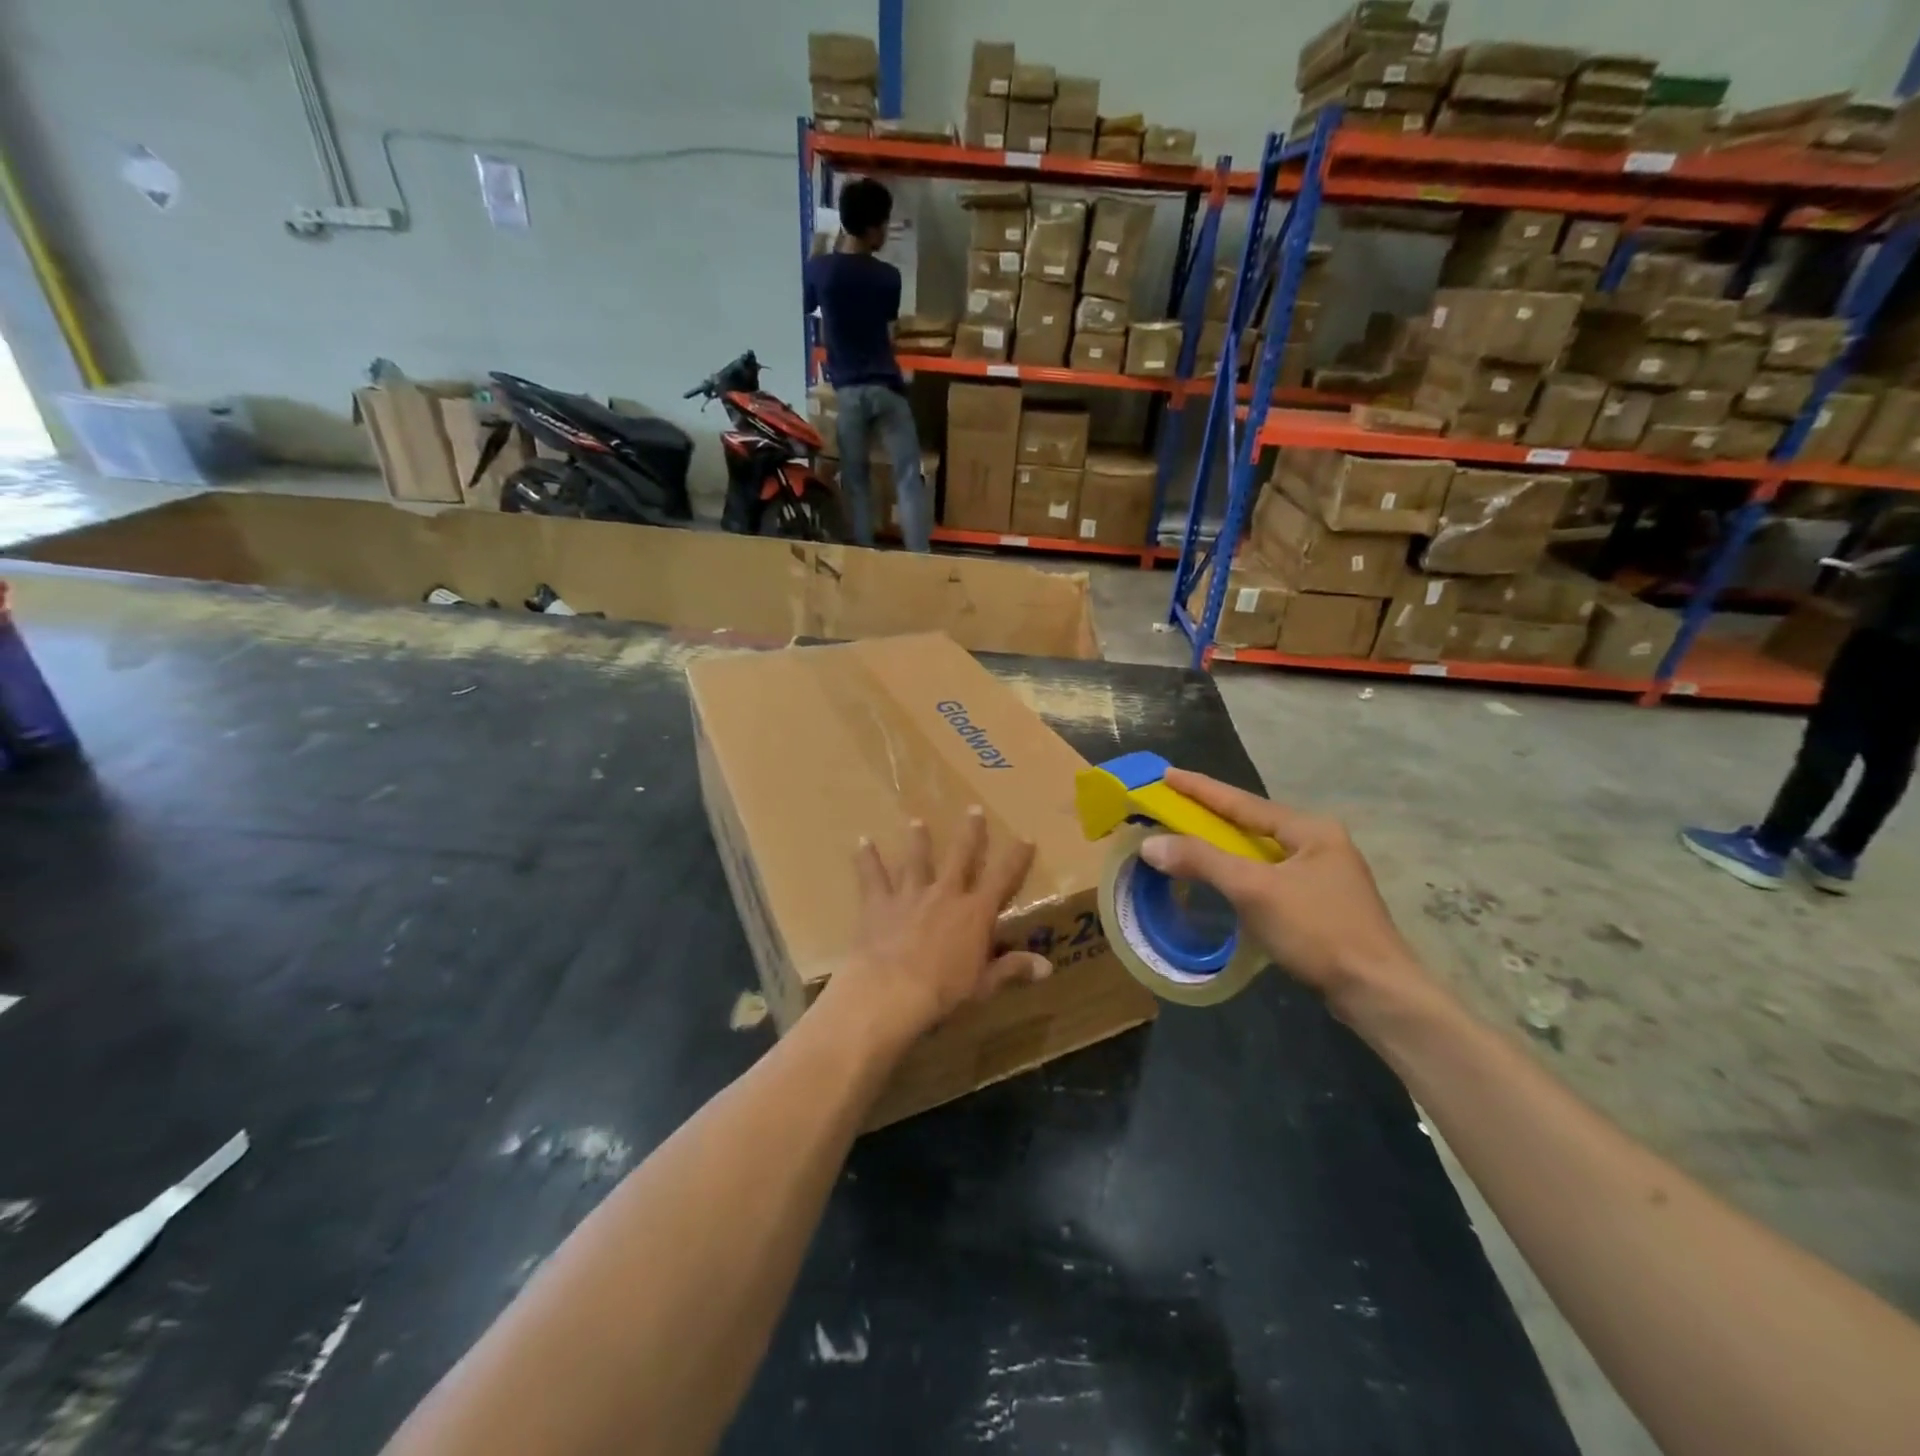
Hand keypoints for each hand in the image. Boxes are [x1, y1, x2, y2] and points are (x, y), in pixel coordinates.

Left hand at [819, 806, 1050, 1051]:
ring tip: (917, 822)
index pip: (1003, 878)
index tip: (1025, 837)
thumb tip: (1047, 967)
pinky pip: (872, 876)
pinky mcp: (880, 903)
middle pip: (961, 855)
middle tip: (974, 810)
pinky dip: (867, 859)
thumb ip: (1013, 968)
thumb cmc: (943, 990)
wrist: (891, 990)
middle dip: (970, 833)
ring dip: (918, 840)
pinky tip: (862, 841)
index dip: (1016, 857)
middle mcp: (945, 893)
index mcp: (975, 912)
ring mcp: (911, 895)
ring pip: (916, 860)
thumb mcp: (984, 984)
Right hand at [1138, 770, 1429, 1015]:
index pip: (1243, 802)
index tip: (1166, 773)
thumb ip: (1202, 861)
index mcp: (1310, 829)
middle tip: (1172, 806)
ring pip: (1261, 852)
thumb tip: (1150, 844)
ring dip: (1224, 846)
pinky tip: (1223, 879)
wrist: (1377, 993)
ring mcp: (1323, 875)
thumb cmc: (1318, 931)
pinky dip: (1240, 872)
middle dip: (1212, 815)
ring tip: (1189, 838)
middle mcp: (1320, 844)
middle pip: (1253, 823)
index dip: (1200, 788)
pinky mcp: (1321, 905)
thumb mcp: (1254, 890)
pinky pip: (1268, 876)